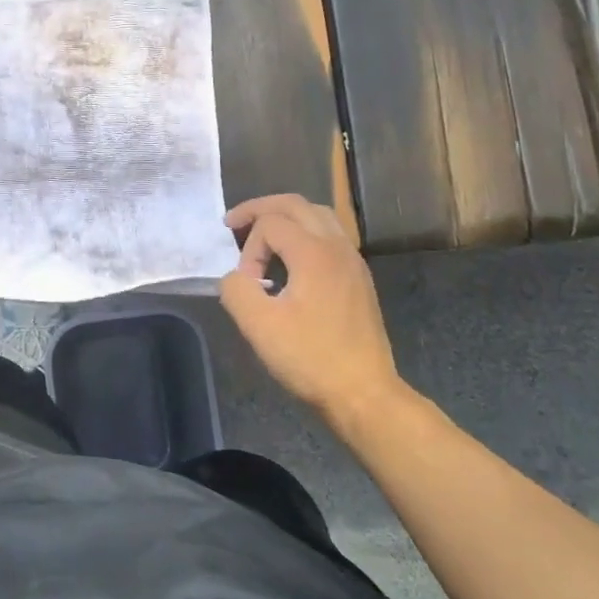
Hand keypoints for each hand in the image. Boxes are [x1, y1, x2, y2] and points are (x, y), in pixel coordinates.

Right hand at [218, 195, 410, 431]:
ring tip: (263, 234)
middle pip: (296, 204)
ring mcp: (352, 261)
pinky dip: (305, 232)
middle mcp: (336, 246)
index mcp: (313, 252)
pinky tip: (292, 259)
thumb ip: (236, 290)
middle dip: (261, 209)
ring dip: (286, 216)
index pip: (269, 224)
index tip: (245, 284)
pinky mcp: (358, 278)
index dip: (248, 248)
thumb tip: (235, 277)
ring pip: (317, 215)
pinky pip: (330, 234)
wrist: (364, 394)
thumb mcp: (259, 326)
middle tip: (234, 222)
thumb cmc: (311, 359)